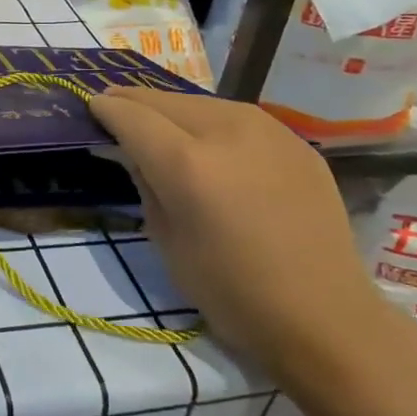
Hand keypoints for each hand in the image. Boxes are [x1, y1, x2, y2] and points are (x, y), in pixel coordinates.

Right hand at [88, 87, 388, 379]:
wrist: (324, 316)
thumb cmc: (233, 292)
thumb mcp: (167, 243)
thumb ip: (146, 185)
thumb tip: (134, 152)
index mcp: (187, 164)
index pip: (132, 116)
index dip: (106, 108)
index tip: (92, 106)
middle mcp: (226, 131)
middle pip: (164, 99)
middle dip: (135, 101)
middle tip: (116, 108)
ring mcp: (268, 130)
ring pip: (202, 101)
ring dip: (173, 108)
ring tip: (160, 124)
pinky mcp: (296, 141)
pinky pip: (239, 118)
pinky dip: (213, 122)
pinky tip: (211, 144)